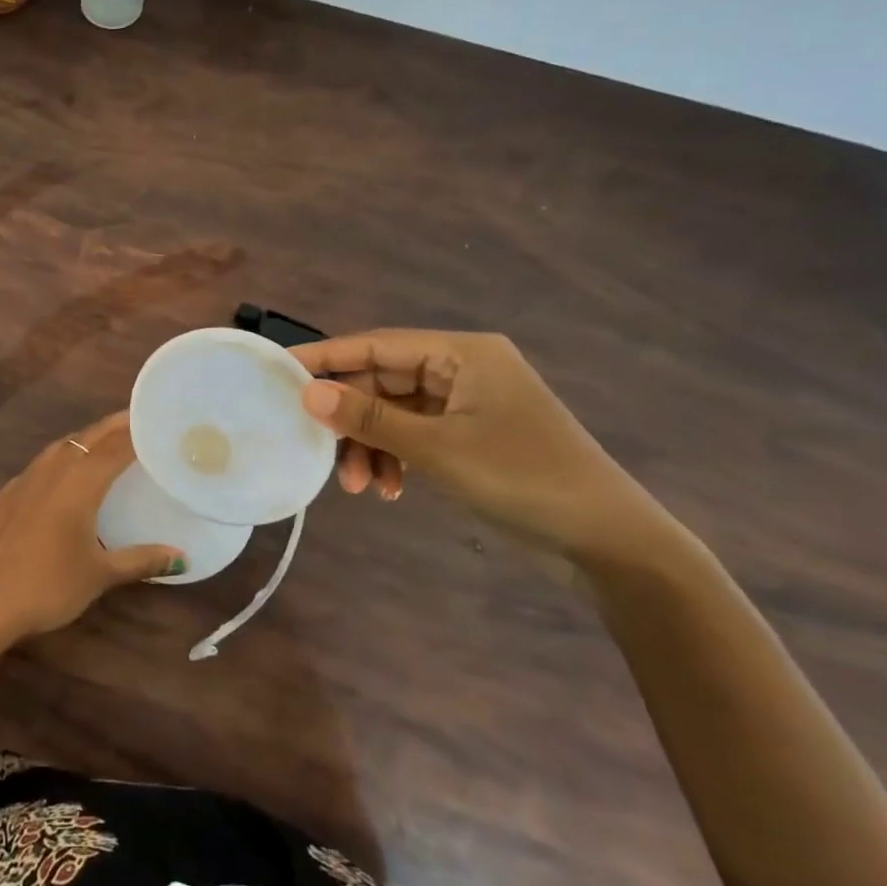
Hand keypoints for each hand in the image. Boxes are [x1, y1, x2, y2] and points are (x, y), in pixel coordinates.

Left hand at [0, 411, 184, 643]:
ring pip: (60, 447)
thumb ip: (141, 560)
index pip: (116, 446)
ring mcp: (23, 481)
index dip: (138, 431)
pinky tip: (62, 476)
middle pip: (88, 437)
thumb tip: (182, 558)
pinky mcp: (4, 496)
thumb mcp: (99, 575)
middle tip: (138, 421)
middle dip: (114, 426)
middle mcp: (52, 471)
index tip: (158, 422)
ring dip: (85, 439)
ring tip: (105, 442)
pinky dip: (59, 460)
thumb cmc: (48, 586)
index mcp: (80, 483)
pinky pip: (39, 466)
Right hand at [289, 329, 673, 563]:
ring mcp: (468, 403)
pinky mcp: (471, 435)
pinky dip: (396, 457)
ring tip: (361, 488)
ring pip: (395, 413)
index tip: (280, 371)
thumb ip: (368, 418)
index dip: (326, 358)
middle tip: (323, 453)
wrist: (606, 539)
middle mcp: (463, 369)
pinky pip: (415, 434)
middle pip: (383, 382)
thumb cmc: (521, 478)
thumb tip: (307, 393)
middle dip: (353, 421)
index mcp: (462, 354)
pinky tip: (391, 489)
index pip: (376, 345)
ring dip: (372, 446)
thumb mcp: (436, 448)